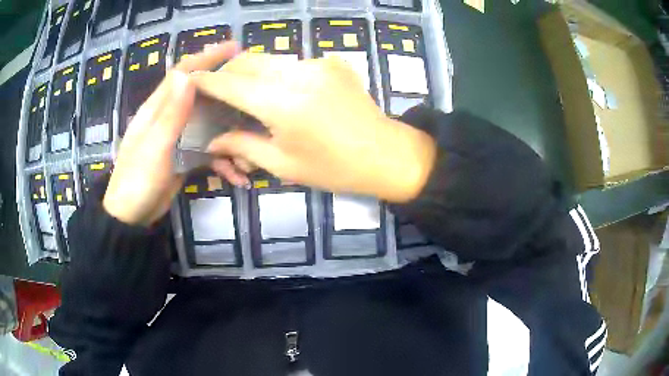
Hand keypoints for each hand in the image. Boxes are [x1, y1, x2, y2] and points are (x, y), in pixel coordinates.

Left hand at [103, 42, 239, 225]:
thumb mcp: (154, 148)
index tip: (234, 47)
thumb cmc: (137, 181)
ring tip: (253, 132)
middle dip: (224, 87)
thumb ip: (171, 115)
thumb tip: (188, 76)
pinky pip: (207, 151)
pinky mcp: (183, 158)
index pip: (183, 73)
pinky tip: (238, 175)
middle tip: (252, 85)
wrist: (131, 217)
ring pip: (207, 123)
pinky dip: (223, 160)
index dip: (206, 57)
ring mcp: (177, 139)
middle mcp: (168, 118)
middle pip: (200, 94)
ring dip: (229, 128)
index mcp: (157, 110)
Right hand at [192, 53, 435, 202]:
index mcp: (283, 105)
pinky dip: (275, 73)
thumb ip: (242, 146)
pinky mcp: (332, 61)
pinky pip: (292, 62)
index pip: (231, 84)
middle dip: (227, 73)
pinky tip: (278, 93)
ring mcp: (319, 63)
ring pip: (269, 58)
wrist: (386, 154)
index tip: (190, 80)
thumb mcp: (283, 165)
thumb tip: (211, 141)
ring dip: (250, 72)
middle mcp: (299, 74)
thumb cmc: (335, 169)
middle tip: (217, 92)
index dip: (207, 81)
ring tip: (244, 94)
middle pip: (248, 61)